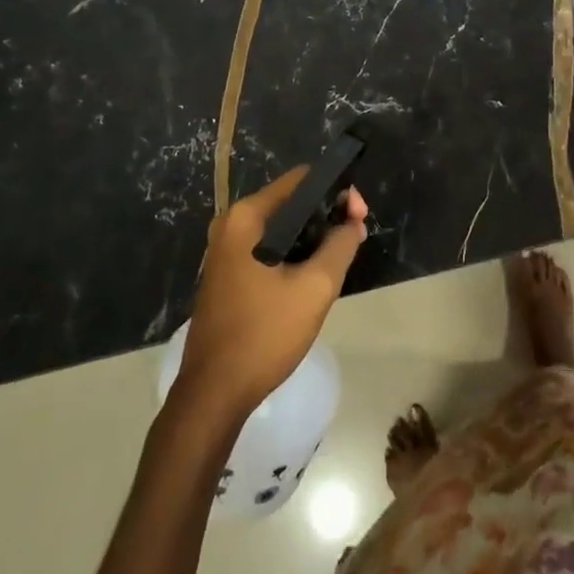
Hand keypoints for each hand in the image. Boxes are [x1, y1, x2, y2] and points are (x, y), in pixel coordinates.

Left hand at [176, 168, 368, 417]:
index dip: (336, 191)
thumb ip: (340, 245)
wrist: (214, 393)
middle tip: (355, 236)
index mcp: (246, 217)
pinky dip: (293, 253)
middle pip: (290, 202)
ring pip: (281, 228)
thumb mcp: (315, 288)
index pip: (301, 180)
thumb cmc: (264, 334)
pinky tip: (313, 275)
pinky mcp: (228, 274)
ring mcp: (225, 250)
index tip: (359, 215)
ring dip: (312, 237)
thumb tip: (353, 221)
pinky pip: (268, 248)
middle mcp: (231, 224)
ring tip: (340, 256)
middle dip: (326, 215)